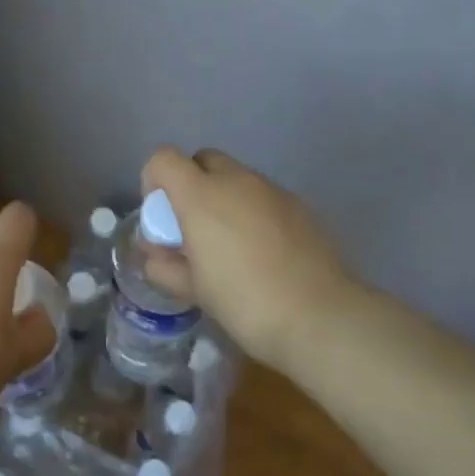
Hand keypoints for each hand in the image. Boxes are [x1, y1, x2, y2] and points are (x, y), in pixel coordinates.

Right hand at [139, 146, 364, 371]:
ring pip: (236, 177)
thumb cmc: (244, 301)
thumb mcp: (192, 290)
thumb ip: (164, 265)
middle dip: (191, 184)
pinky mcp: (300, 206)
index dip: (154, 180)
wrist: (321, 318)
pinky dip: (253, 211)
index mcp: (200, 194)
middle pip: (202, 160)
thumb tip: (155, 253)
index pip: (163, 158)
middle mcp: (236, 180)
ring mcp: (272, 190)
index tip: (161, 217)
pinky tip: (263, 251)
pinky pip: (264, 196)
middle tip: (194, 227)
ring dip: (224, 197)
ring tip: (230, 244)